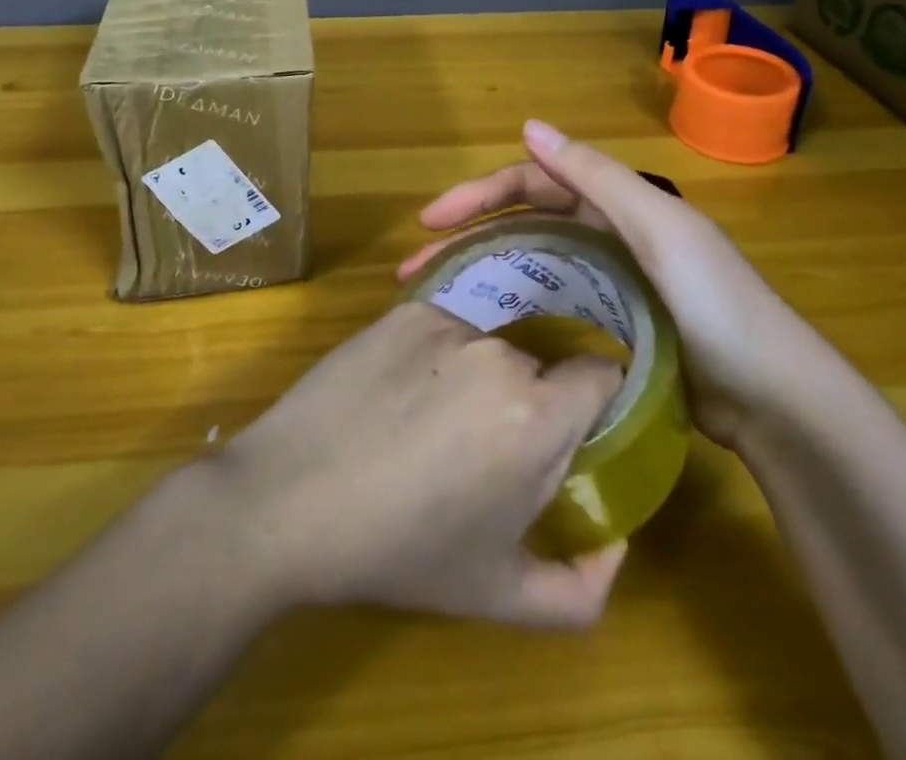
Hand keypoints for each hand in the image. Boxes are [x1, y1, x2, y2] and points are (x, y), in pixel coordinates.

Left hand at [210, 300, 627, 628]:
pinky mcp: (404, 310)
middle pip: (538, 366)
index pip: (602, 374)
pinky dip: (434, 356)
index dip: (595, 400)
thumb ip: (581, 589)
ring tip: (427, 424)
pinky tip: (396, 395)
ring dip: (476, 378)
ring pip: (488, 346)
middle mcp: (498, 353)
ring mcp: (446, 323)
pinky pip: (443, 328)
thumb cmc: (399, 550)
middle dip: (526, 403)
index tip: (574, 429)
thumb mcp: (497, 595)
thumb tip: (616, 547)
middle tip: (480, 450)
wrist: (288, 499)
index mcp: (535, 416)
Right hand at [396, 120, 815, 447]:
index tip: (430, 222)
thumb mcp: (659, 228)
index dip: (480, 195)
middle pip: (524, 223)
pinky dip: (516, 304)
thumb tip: (528, 125)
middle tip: (414, 267)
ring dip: (484, 271)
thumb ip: (595, 176)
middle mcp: (609, 233)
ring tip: (434, 298)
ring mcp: (611, 282)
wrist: (774, 400)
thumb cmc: (716, 305)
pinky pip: (553, 302)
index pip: (533, 184)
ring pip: (533, 263)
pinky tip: (488, 326)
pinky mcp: (615, 326)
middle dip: (468, 237)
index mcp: (617, 203)